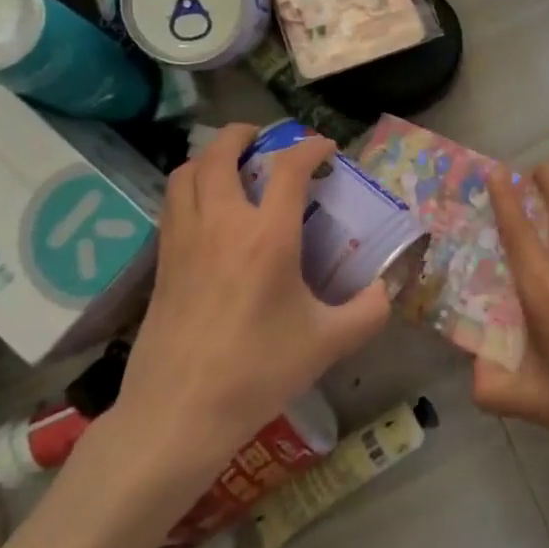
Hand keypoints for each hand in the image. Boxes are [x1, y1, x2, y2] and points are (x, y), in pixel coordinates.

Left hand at [102, 124, 390, 479]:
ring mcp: (184, 239)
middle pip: (222, 152)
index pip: (288, 168)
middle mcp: (221, 224)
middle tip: (266, 141)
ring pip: (188, 171)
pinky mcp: (162, 261)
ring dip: (211, 156)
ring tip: (233, 168)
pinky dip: (192, 187)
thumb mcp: (327, 343)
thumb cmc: (258, 373)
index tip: (327, 149)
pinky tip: (210, 213)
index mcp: (267, 237)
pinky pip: (173, 203)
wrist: (179, 413)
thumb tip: (385, 290)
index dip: (310, 147)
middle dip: (245, 134)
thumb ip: (368, 311)